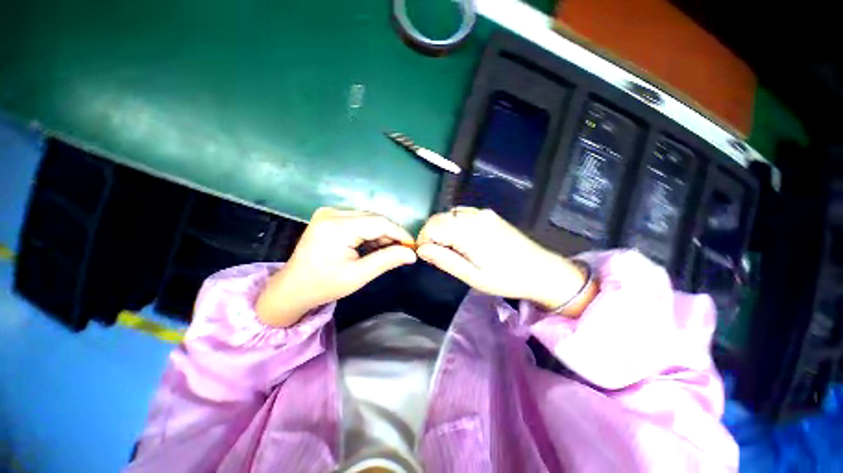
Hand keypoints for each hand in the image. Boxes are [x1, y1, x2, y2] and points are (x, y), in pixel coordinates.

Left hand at [256, 208, 416, 326]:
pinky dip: (369, 230)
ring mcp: (328, 212)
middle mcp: (332, 213)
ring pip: (367, 217)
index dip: (399, 233)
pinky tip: (372, 244)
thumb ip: (387, 261)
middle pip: (374, 218)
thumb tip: (411, 254)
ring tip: (387, 250)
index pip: (379, 222)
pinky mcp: (328, 215)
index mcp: (337, 227)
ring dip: (380, 232)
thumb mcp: (358, 276)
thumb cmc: (324, 285)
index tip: (412, 246)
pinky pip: (358, 218)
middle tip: (402, 250)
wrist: (292, 287)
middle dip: (390, 233)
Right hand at [416, 207, 587, 312]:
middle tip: (436, 254)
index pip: (432, 226)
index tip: (426, 255)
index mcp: (468, 231)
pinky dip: (454, 223)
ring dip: (442, 228)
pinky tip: (461, 238)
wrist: (541, 270)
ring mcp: (482, 213)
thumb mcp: (471, 275)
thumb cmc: (505, 278)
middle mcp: (473, 216)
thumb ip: (444, 259)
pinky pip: (462, 213)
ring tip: (449, 248)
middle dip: (431, 234)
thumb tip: (421, 249)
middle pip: (440, 217)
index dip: (423, 239)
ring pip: (450, 214)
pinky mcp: (489, 214)